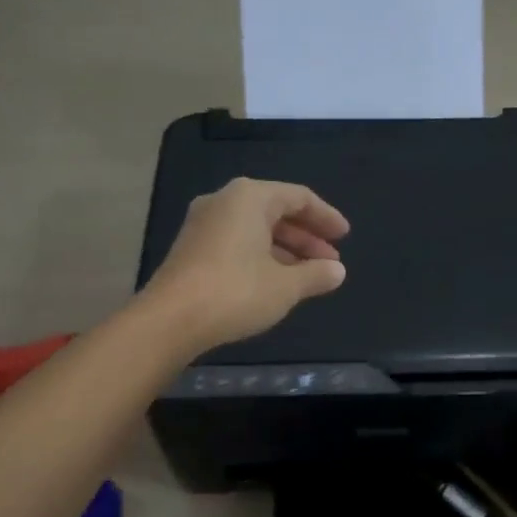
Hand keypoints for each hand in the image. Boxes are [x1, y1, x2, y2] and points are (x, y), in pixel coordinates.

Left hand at [143, 177, 349, 352]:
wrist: (171, 319)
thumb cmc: (236, 292)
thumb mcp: (285, 286)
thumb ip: (316, 275)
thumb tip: (338, 272)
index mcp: (250, 197)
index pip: (299, 197)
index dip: (326, 217)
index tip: (345, 237)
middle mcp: (225, 201)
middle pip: (276, 211)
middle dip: (307, 237)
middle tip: (330, 262)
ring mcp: (204, 224)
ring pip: (256, 229)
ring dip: (286, 250)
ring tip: (309, 276)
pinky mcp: (193, 248)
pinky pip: (238, 242)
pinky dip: (262, 256)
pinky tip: (276, 281)